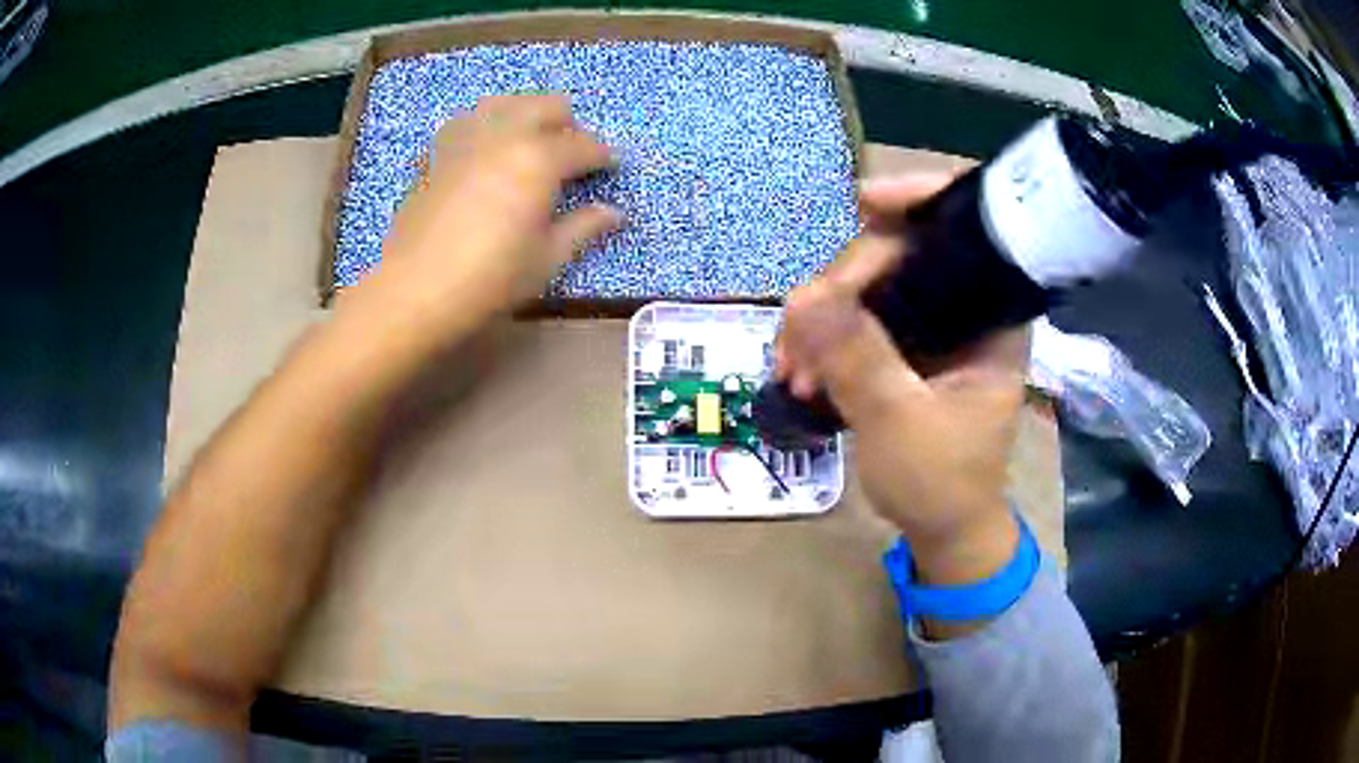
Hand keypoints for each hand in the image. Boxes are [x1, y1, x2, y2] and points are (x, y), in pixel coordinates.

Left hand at [341, 95, 621, 346]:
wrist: (415, 290)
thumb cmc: (490, 279)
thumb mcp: (547, 258)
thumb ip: (583, 228)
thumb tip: (614, 212)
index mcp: (540, 158)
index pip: (585, 145)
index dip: (603, 157)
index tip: (610, 170)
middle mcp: (505, 134)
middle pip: (547, 106)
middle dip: (568, 125)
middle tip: (571, 158)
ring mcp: (467, 137)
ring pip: (506, 103)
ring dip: (526, 116)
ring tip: (529, 146)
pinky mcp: (437, 151)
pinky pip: (468, 120)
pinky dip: (486, 126)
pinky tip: (486, 152)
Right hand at [777, 174, 1026, 587]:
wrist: (942, 530)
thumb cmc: (941, 483)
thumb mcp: (901, 424)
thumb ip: (858, 358)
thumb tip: (801, 296)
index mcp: (993, 316)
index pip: (968, 230)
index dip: (921, 200)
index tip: (865, 203)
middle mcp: (965, 308)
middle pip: (901, 252)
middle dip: (841, 284)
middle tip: (797, 336)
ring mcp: (932, 325)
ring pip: (870, 284)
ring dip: (821, 315)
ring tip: (790, 368)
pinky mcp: (904, 344)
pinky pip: (856, 316)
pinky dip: (823, 335)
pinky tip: (798, 366)